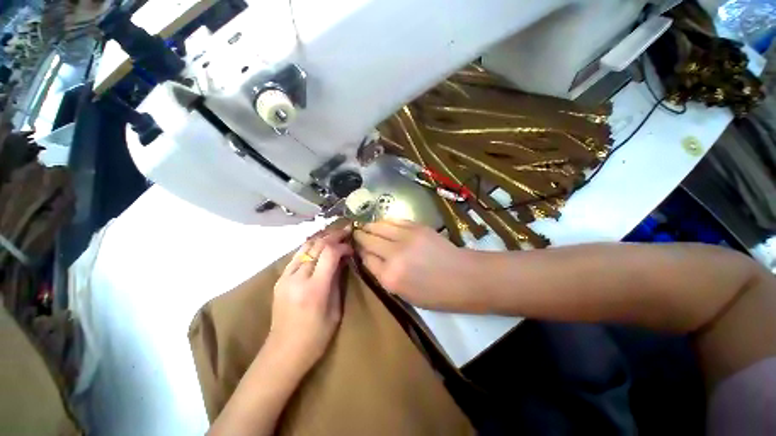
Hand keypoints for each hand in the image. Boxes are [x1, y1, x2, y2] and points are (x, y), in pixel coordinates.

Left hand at [268, 228, 351, 373]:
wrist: (283, 352)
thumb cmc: (316, 337)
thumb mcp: (335, 310)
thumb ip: (337, 281)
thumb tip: (343, 260)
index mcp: (314, 289)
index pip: (329, 254)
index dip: (342, 246)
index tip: (351, 248)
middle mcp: (297, 278)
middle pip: (316, 246)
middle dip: (333, 236)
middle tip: (345, 232)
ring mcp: (285, 277)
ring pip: (305, 247)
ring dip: (321, 238)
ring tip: (334, 235)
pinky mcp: (280, 279)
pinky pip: (297, 256)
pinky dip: (310, 247)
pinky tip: (319, 245)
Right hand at [353, 220, 481, 310]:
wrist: (463, 277)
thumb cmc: (435, 294)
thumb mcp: (404, 294)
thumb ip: (384, 276)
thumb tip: (370, 258)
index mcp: (390, 277)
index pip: (366, 259)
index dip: (360, 252)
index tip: (358, 249)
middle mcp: (394, 255)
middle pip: (369, 240)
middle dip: (360, 236)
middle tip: (355, 233)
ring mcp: (406, 238)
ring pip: (379, 227)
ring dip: (370, 226)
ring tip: (365, 225)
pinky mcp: (417, 227)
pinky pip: (394, 221)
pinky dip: (385, 221)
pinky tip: (382, 222)